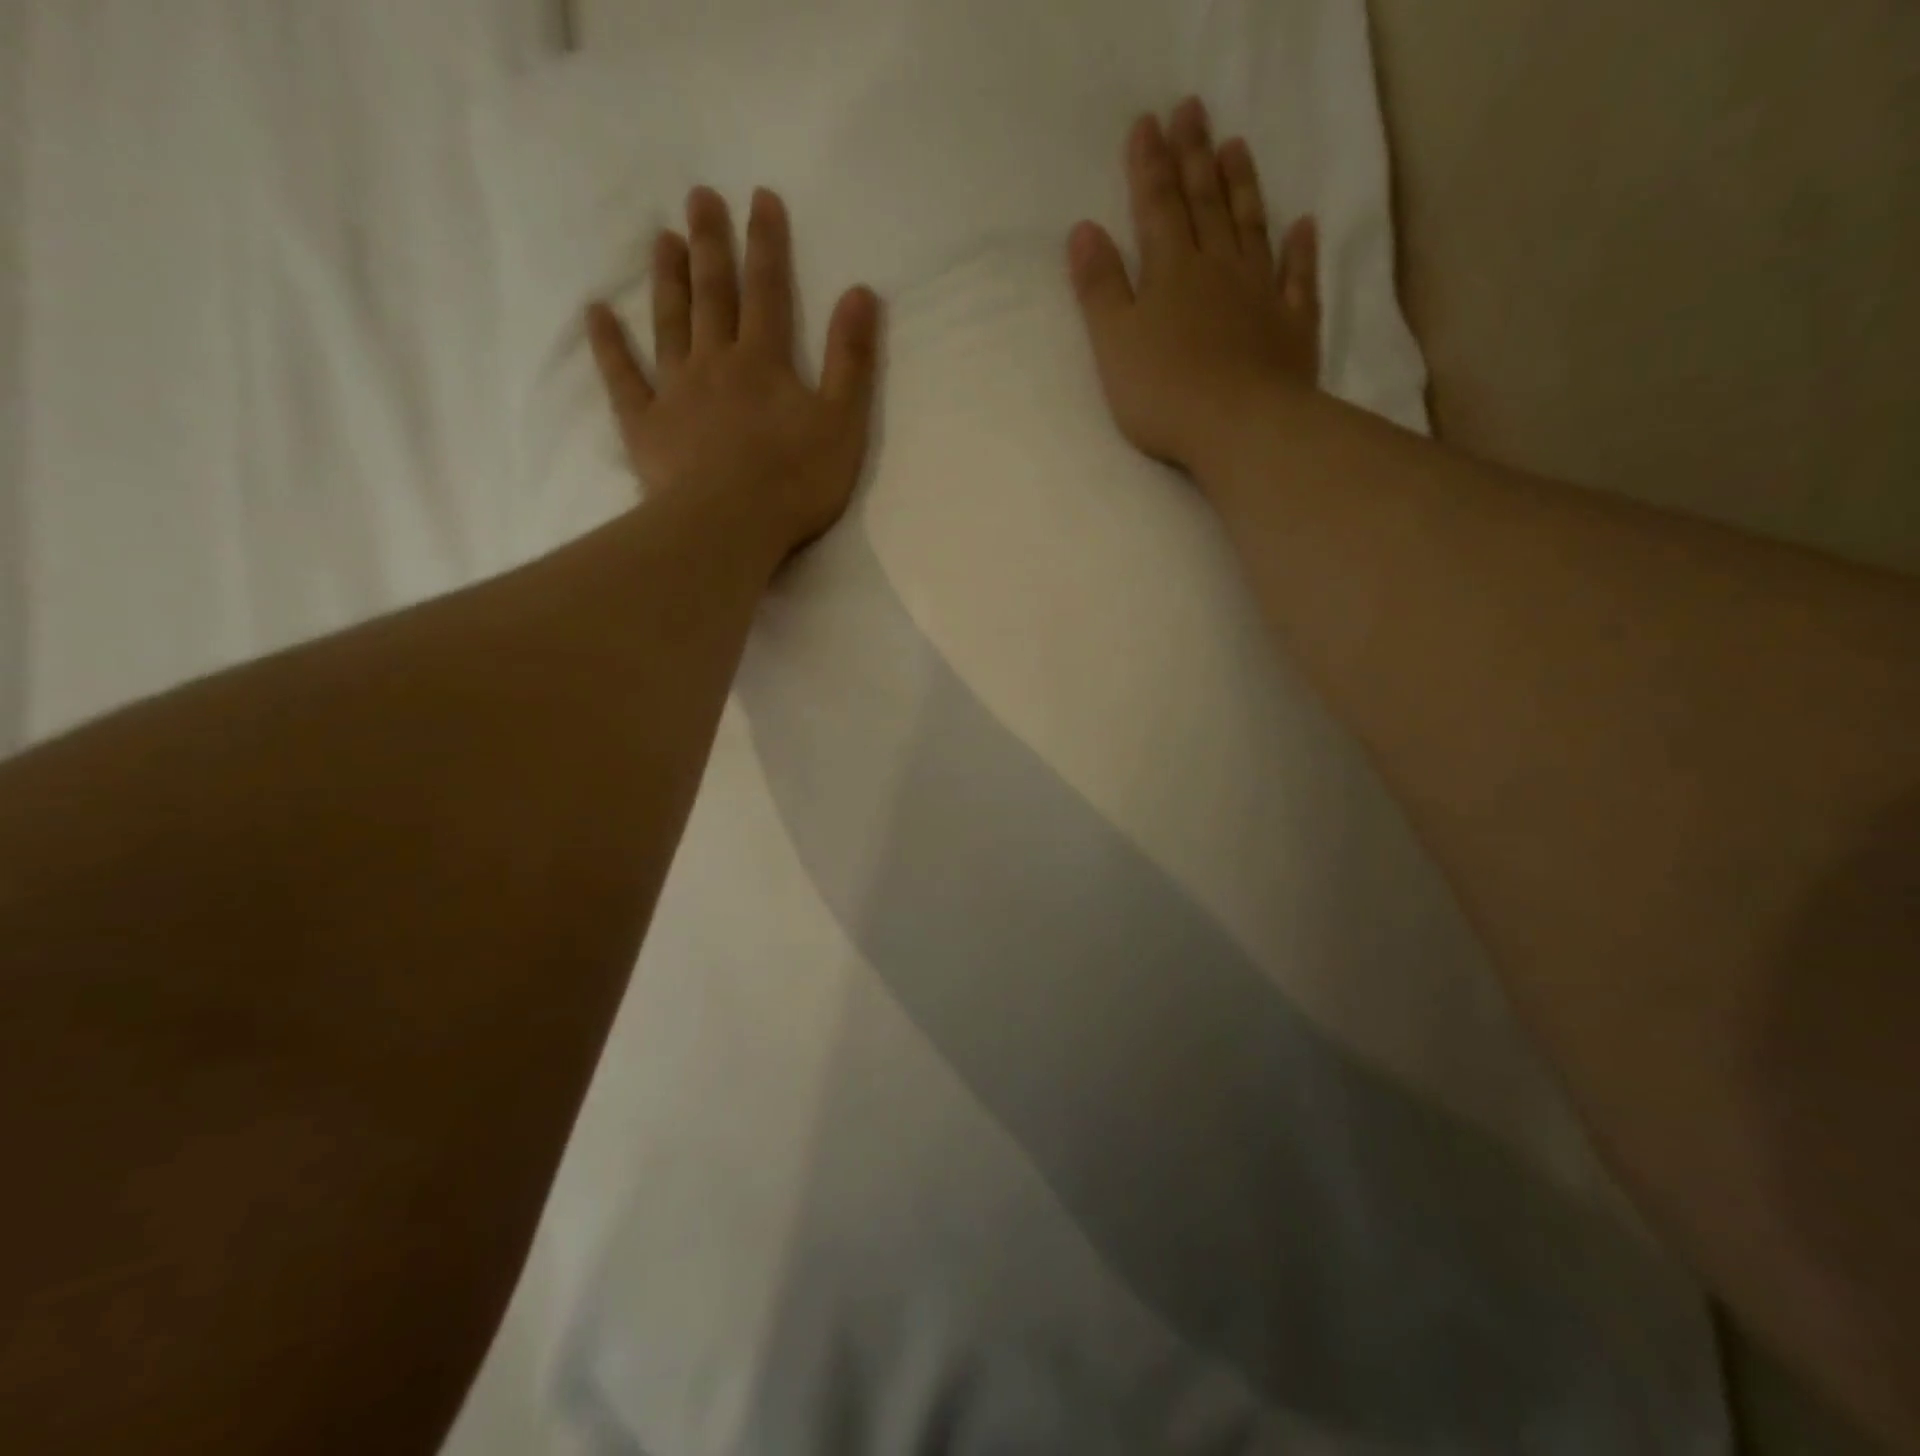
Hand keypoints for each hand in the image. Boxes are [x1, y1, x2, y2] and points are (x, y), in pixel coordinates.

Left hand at [586, 186, 880, 569]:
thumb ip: (851, 359)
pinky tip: (597, 313)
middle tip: (699, 196)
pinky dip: (608, 345)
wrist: (729, 527)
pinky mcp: (645, 425)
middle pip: (713, 295)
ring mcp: (675, 392)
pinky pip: (623, 377)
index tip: (760, 197)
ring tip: (662, 238)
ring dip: (668, 280)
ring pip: (670, 324)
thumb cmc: (794, 481)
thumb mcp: (843, 424)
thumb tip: (861, 292)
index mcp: (765, 363)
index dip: (767, 243)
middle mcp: (716, 363)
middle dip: (710, 244)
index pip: (768, 291)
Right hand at [1068, 97, 1319, 483]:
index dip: (1149, 166)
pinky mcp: (1292, 326)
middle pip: (1204, 204)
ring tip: (1236, 147)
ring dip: (1242, 187)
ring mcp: (1260, 294)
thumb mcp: (1114, 344)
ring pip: (1250, 228)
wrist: (1240, 427)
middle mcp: (1218, 270)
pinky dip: (1300, 250)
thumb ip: (1099, 289)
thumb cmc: (1164, 392)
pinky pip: (1298, 277)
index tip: (1147, 122)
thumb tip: (1084, 231)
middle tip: (1192, 109)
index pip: (1156, 207)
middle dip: (1194, 156)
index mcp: (1171, 273)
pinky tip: (1302, 225)